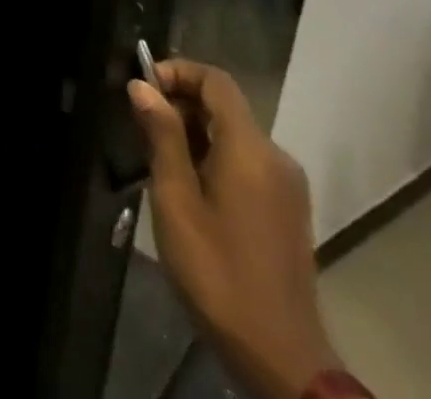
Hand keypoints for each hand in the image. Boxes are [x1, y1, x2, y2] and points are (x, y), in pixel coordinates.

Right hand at [130, 59, 338, 398]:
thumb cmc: (218, 272)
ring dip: (195, 134)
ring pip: (235, 136)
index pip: (215, 81)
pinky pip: (247, 163)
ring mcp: (287, 187)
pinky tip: (190, 190)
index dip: (177, 72)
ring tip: (159, 162)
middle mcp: (276, 157)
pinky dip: (215, 159)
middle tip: (142, 129)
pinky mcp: (288, 212)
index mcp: (251, 148)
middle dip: (181, 105)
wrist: (282, 359)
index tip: (143, 90)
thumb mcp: (176, 200)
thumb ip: (162, 136)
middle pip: (225, 107)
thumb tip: (143, 85)